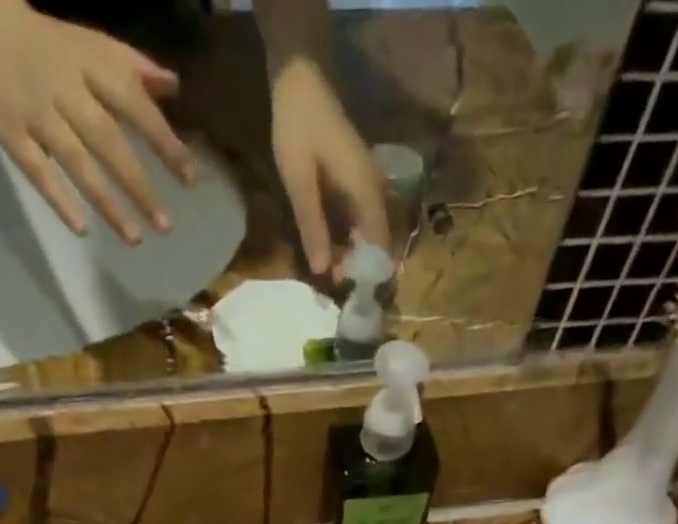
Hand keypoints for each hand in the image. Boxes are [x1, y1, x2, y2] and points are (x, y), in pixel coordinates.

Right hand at [0, 0, 193, 244]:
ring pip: (75, 162)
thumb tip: (176, 87)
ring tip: (135, 238)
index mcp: (90, 65)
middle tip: (165, 226)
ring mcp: (35, 112)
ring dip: (106, 202)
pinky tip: (82, 228)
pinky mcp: (9, 131)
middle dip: (138, 185)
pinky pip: (35, 169)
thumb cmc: (53, 44)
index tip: (189, 179)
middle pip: (107, 140)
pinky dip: (58, 198)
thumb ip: (136, 69)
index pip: (134, 105)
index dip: (163, 141)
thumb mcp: (96, 46)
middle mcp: (65, 89)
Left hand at [270, 58, 389, 275]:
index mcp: (365, 192)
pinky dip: (345, 237)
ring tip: (328, 270)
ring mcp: (365, 185)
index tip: (346, 290)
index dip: (366, 271)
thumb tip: (321, 270)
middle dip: (357, 266)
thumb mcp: (300, 183)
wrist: (300, 80)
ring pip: (366, 232)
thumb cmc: (299, 128)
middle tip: (332, 283)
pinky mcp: (354, 181)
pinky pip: (356, 218)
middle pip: (375, 241)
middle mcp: (372, 191)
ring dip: (350, 253)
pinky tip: (327, 247)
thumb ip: (312, 226)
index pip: (379, 244)